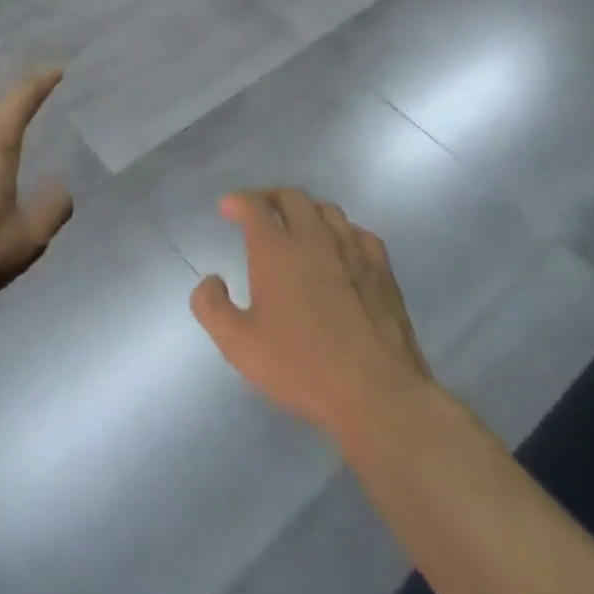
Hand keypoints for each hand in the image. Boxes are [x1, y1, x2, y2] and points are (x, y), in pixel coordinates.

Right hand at [191, 189, 434, 443]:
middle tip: (260, 212)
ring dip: (306, 211)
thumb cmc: (303, 367)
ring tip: (298, 227)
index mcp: (277, 250)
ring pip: (327, 210)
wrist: (378, 396)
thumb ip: (212, 307)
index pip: (254, 206)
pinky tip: (340, 249)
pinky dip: (342, 232)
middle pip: (292, 197)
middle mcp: (314, 239)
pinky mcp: (382, 271)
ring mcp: (353, 252)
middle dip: (271, 197)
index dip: (238, 201)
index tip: (228, 208)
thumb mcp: (239, 345)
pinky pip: (359, 233)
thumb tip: (211, 280)